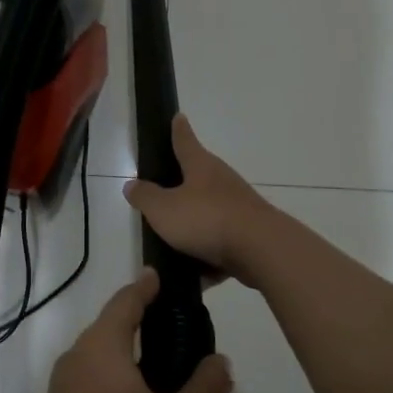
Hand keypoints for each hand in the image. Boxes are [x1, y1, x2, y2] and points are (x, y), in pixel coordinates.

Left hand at [28, 270, 233, 392]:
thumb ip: (209, 387)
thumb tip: (217, 361)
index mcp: (101, 348)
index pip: (125, 302)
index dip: (144, 287)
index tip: (157, 276)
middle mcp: (73, 360)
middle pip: (108, 331)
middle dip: (135, 325)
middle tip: (169, 332)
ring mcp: (57, 392)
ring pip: (96, 363)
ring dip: (122, 362)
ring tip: (154, 377)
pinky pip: (85, 391)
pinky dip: (107, 390)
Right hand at [123, 115, 276, 287]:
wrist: (261, 250)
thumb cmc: (206, 219)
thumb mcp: (163, 209)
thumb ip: (145, 197)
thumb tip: (131, 185)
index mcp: (201, 167)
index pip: (185, 141)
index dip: (178, 129)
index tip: (178, 116)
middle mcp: (222, 181)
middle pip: (198, 177)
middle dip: (182, 184)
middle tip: (162, 193)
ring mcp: (239, 207)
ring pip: (210, 213)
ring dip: (194, 225)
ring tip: (172, 244)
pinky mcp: (249, 234)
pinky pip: (221, 243)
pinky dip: (208, 256)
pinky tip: (196, 276)